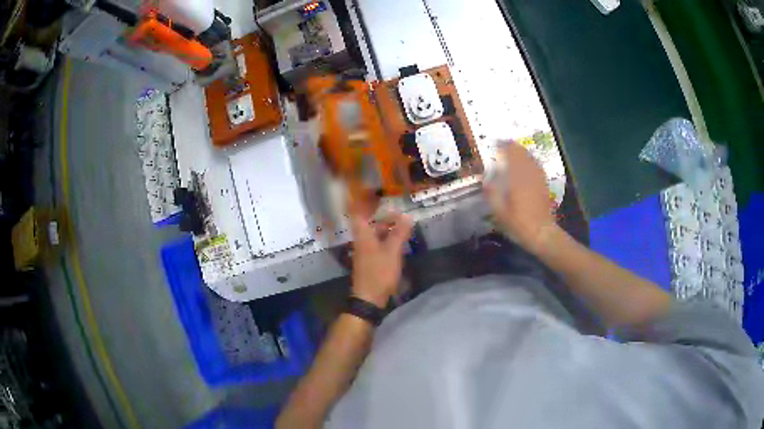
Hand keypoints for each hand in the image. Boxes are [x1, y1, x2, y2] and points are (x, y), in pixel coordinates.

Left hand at [350, 209, 412, 307]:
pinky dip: (386, 240)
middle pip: (369, 224)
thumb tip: (407, 216)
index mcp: (363, 235)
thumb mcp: (392, 251)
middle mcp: (361, 241)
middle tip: (399, 213)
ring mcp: (364, 252)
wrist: (369, 298)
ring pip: (374, 235)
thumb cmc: (379, 272)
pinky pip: (377, 244)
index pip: (358, 213)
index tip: (373, 193)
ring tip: (403, 226)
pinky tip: (398, 242)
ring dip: (386, 229)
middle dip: (382, 217)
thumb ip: (399, 233)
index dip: (364, 202)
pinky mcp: (369, 262)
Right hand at [484, 141, 556, 253]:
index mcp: (516, 178)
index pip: (511, 154)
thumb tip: (484, 179)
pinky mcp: (544, 185)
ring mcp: (538, 179)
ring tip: (514, 150)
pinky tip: (527, 163)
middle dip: (513, 146)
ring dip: (522, 152)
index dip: (504, 146)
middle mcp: (528, 174)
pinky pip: (537, 167)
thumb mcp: (499, 212)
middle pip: (522, 153)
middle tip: (504, 144)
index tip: (496, 142)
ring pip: (531, 158)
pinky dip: (531, 161)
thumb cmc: (518, 224)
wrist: (542, 233)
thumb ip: (491, 193)